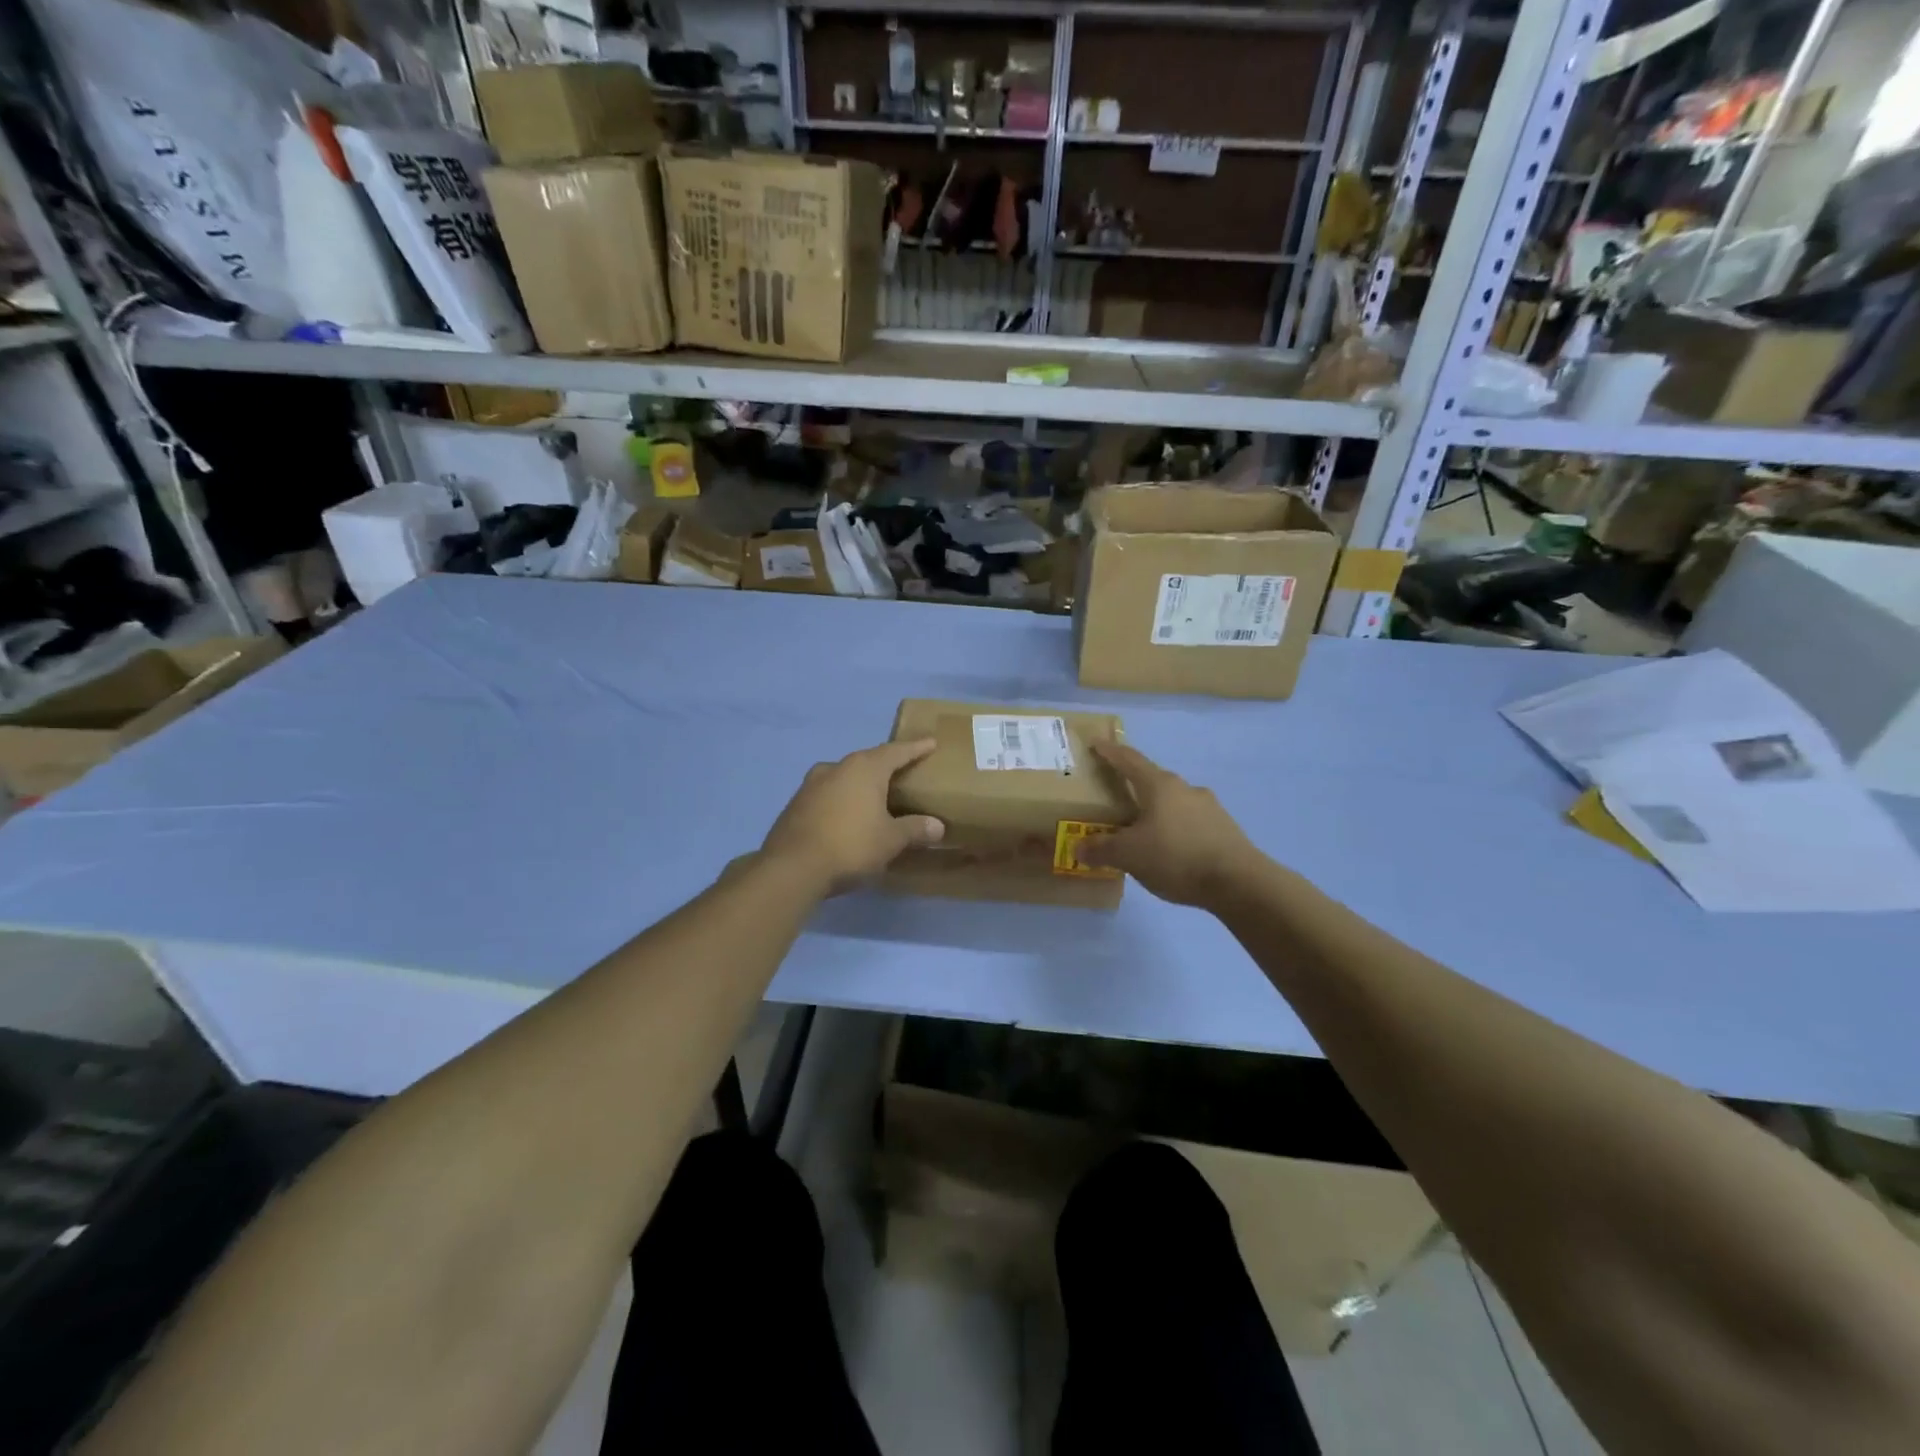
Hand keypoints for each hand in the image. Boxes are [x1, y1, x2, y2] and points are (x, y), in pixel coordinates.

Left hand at [761, 739, 945, 895]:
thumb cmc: (851, 845)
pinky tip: (847, 813)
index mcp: (864, 768)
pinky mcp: (796, 803)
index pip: (896, 751)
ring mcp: (812, 784)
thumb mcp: (890, 840)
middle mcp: (837, 767)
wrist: (792, 868)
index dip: (915, 748)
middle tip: (903, 770)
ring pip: (844, 775)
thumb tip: (937, 826)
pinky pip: (828, 793)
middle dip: (886, 764)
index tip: (930, 742)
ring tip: (874, 793)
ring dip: (860, 782)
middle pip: (868, 760)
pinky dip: (842, 798)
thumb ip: (914, 829)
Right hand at [1081, 741, 1259, 907]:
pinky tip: (1169, 849)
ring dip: (1155, 810)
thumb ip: (1101, 849)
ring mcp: (1208, 807)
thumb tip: (1078, 846)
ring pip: (1173, 802)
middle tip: (1115, 796)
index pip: (1129, 760)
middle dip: (1133, 786)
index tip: (1097, 743)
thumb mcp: (1129, 855)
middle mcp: (1185, 788)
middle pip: (1152, 780)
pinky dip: (1173, 828)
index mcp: (1159, 785)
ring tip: (1141, 829)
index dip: (1111, 752)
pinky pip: (1189, 821)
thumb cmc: (1176, 857)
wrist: (1238, 882)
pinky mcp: (1223, 828)